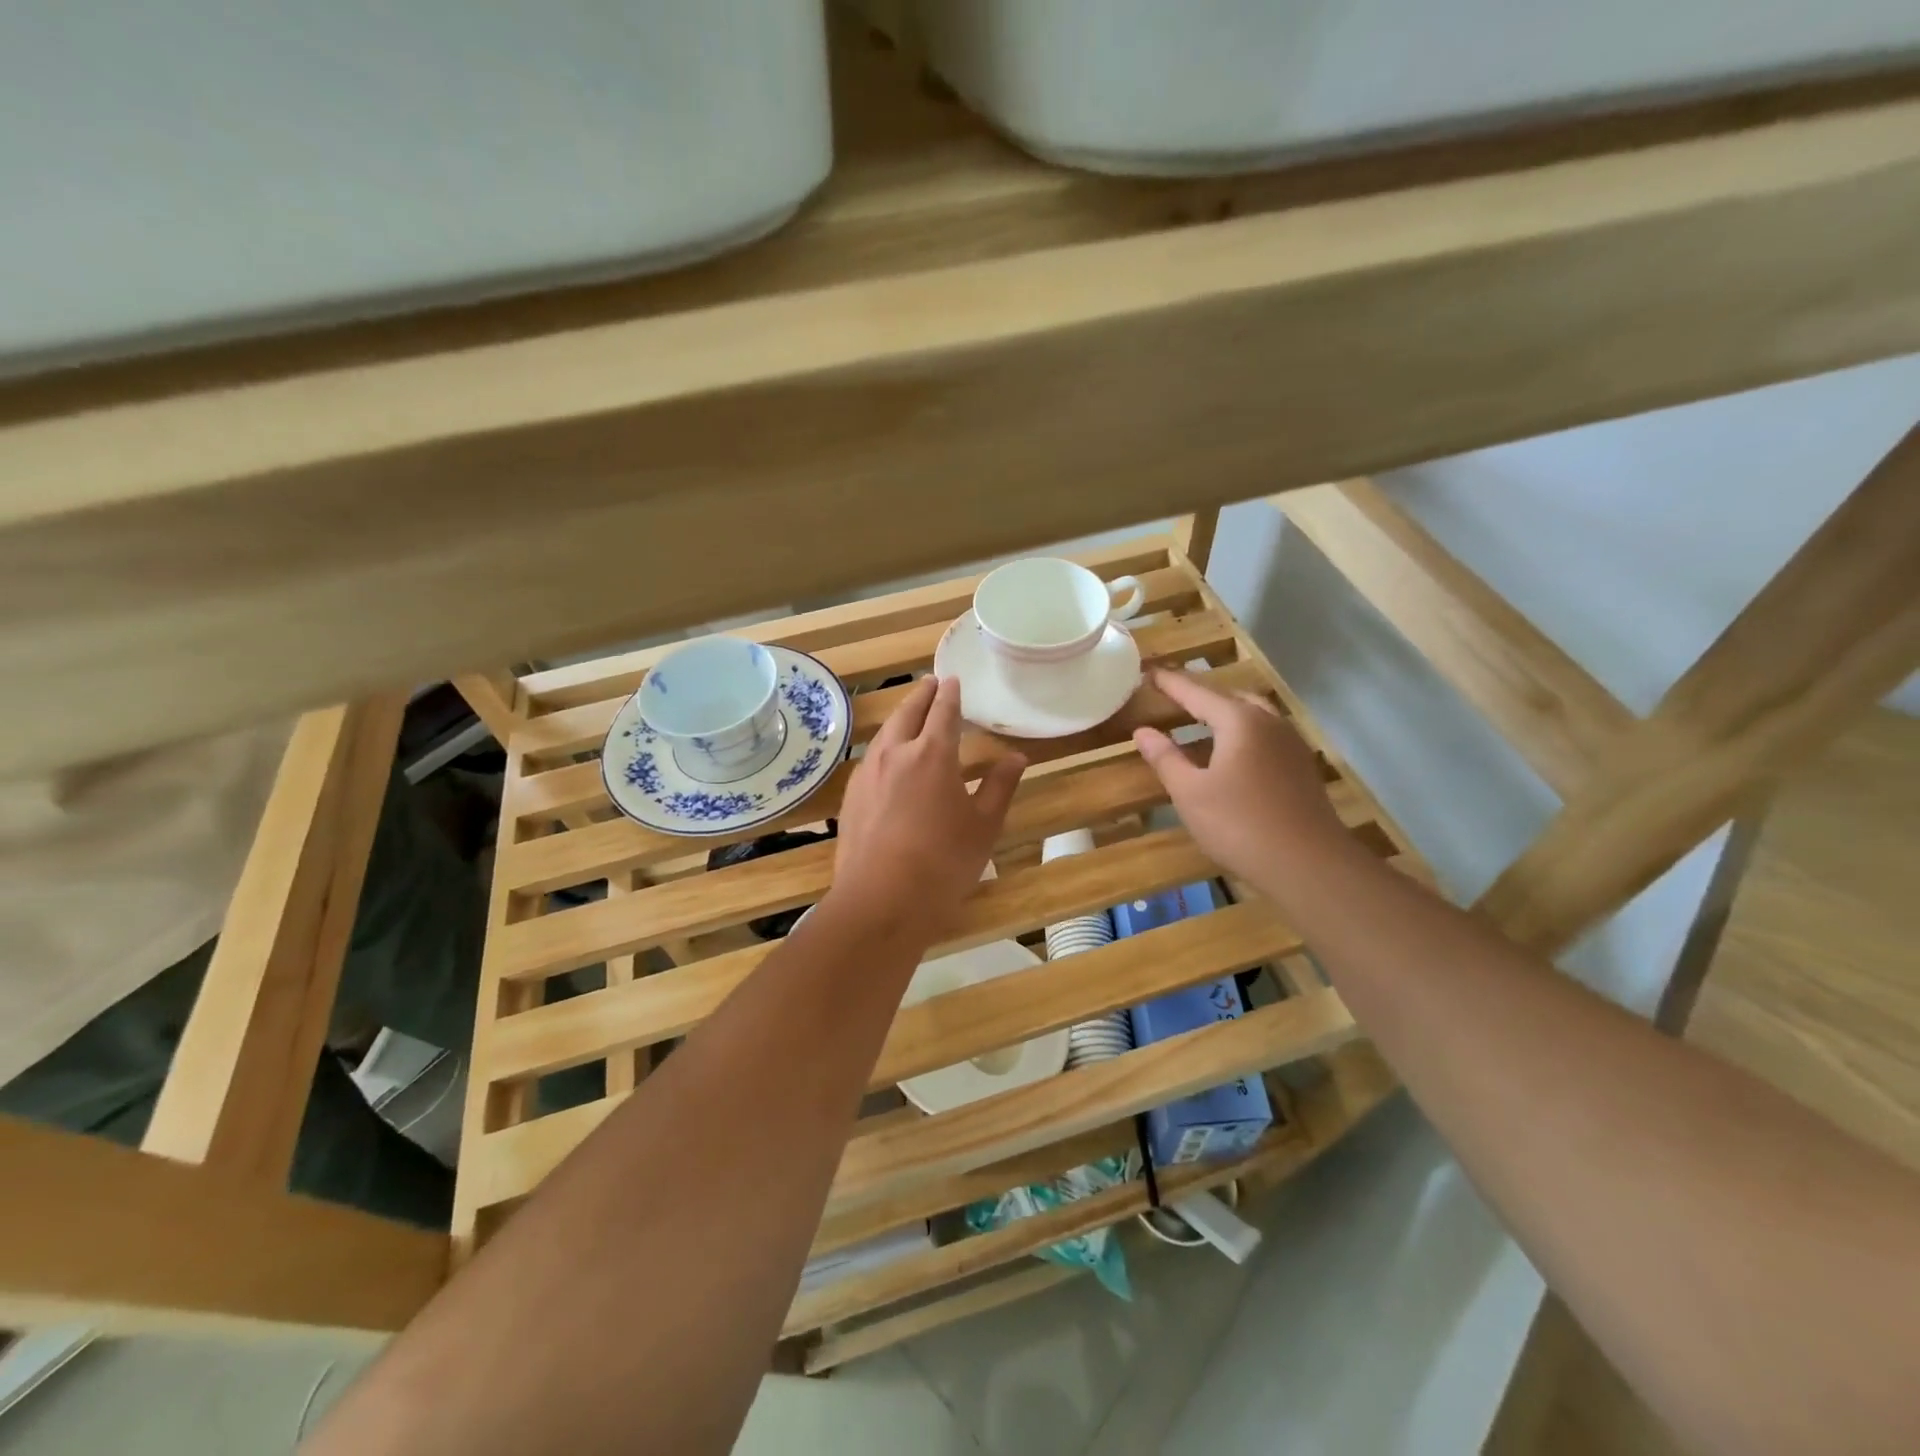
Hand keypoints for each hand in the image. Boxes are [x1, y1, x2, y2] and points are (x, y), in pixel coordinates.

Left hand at [829, 676, 1025, 941]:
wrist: (881, 899)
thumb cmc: (943, 862)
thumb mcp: (983, 825)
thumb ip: (1000, 786)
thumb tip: (1016, 757)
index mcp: (932, 754)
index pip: (943, 712)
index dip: (950, 694)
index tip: (953, 680)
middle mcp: (895, 753)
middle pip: (907, 713)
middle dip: (921, 695)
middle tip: (930, 683)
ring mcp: (867, 774)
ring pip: (885, 733)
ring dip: (899, 718)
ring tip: (909, 714)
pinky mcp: (851, 797)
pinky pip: (870, 758)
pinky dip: (884, 745)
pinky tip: (887, 758)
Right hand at [1132, 669, 1351, 891]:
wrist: (1308, 864)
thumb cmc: (1240, 825)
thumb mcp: (1190, 793)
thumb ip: (1166, 758)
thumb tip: (1144, 731)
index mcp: (1239, 721)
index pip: (1197, 693)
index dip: (1171, 683)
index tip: (1150, 672)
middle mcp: (1269, 722)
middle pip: (1229, 698)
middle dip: (1200, 695)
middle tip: (1173, 696)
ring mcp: (1290, 744)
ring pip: (1252, 716)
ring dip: (1223, 714)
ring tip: (1199, 722)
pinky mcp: (1301, 767)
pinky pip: (1264, 735)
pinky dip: (1241, 733)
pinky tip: (1230, 754)